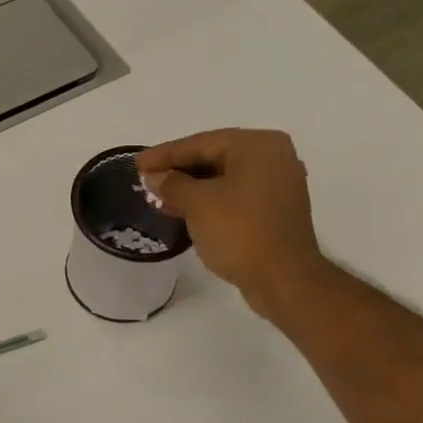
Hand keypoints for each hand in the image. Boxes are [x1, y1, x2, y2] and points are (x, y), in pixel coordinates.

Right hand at [137, 129, 326, 316]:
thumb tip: (155, 177)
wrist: (284, 280)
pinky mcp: (275, 211)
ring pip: (224, 179)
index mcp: (258, 145)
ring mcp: (278, 185)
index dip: (165, 154)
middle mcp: (273, 157)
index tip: (138, 163)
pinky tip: (185, 212)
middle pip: (215, 157)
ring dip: (192, 188)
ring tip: (160, 198)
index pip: (202, 143)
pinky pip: (235, 196)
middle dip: (179, 171)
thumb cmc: (241, 233)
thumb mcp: (198, 204)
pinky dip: (210, 202)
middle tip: (147, 180)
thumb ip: (172, 184)